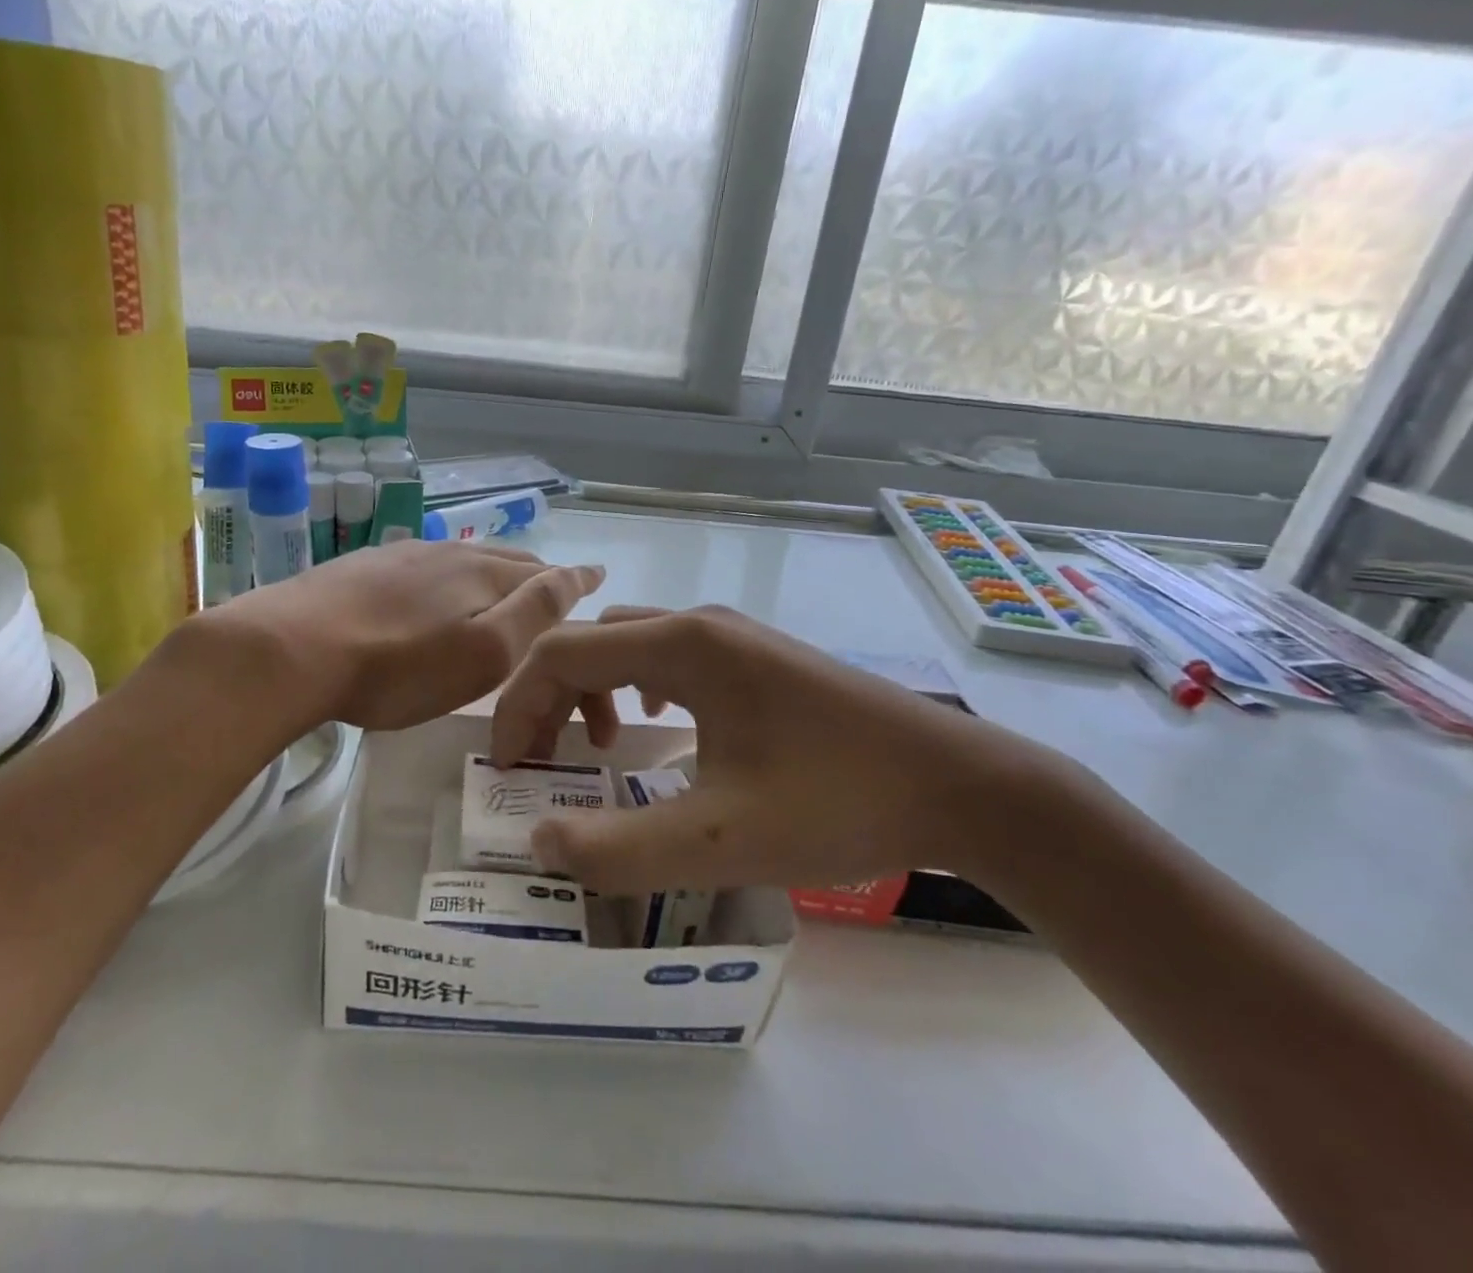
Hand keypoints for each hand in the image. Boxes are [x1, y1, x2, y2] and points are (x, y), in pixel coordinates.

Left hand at [197, 540, 604, 730]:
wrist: (289, 649)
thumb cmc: (397, 667)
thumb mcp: (482, 654)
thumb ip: (533, 613)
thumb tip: (575, 574)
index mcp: (481, 574)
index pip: (542, 572)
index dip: (572, 578)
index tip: (595, 575)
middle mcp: (446, 553)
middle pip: (503, 559)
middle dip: (534, 572)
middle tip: (553, 585)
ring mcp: (399, 556)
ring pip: (461, 559)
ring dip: (489, 571)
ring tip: (499, 584)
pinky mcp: (361, 567)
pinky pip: (421, 565)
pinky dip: (445, 576)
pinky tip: (431, 588)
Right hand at [490, 605, 1079, 892]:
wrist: (961, 785)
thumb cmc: (837, 802)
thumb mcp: (720, 840)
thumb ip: (619, 849)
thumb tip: (539, 843)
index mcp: (681, 645)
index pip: (560, 653)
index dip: (518, 707)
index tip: (512, 769)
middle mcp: (699, 623)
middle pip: (589, 642)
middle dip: (548, 698)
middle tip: (543, 763)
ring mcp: (733, 635)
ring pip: (629, 643)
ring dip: (592, 688)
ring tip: (598, 746)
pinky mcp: (758, 656)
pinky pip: (669, 654)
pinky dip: (636, 684)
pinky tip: (658, 724)